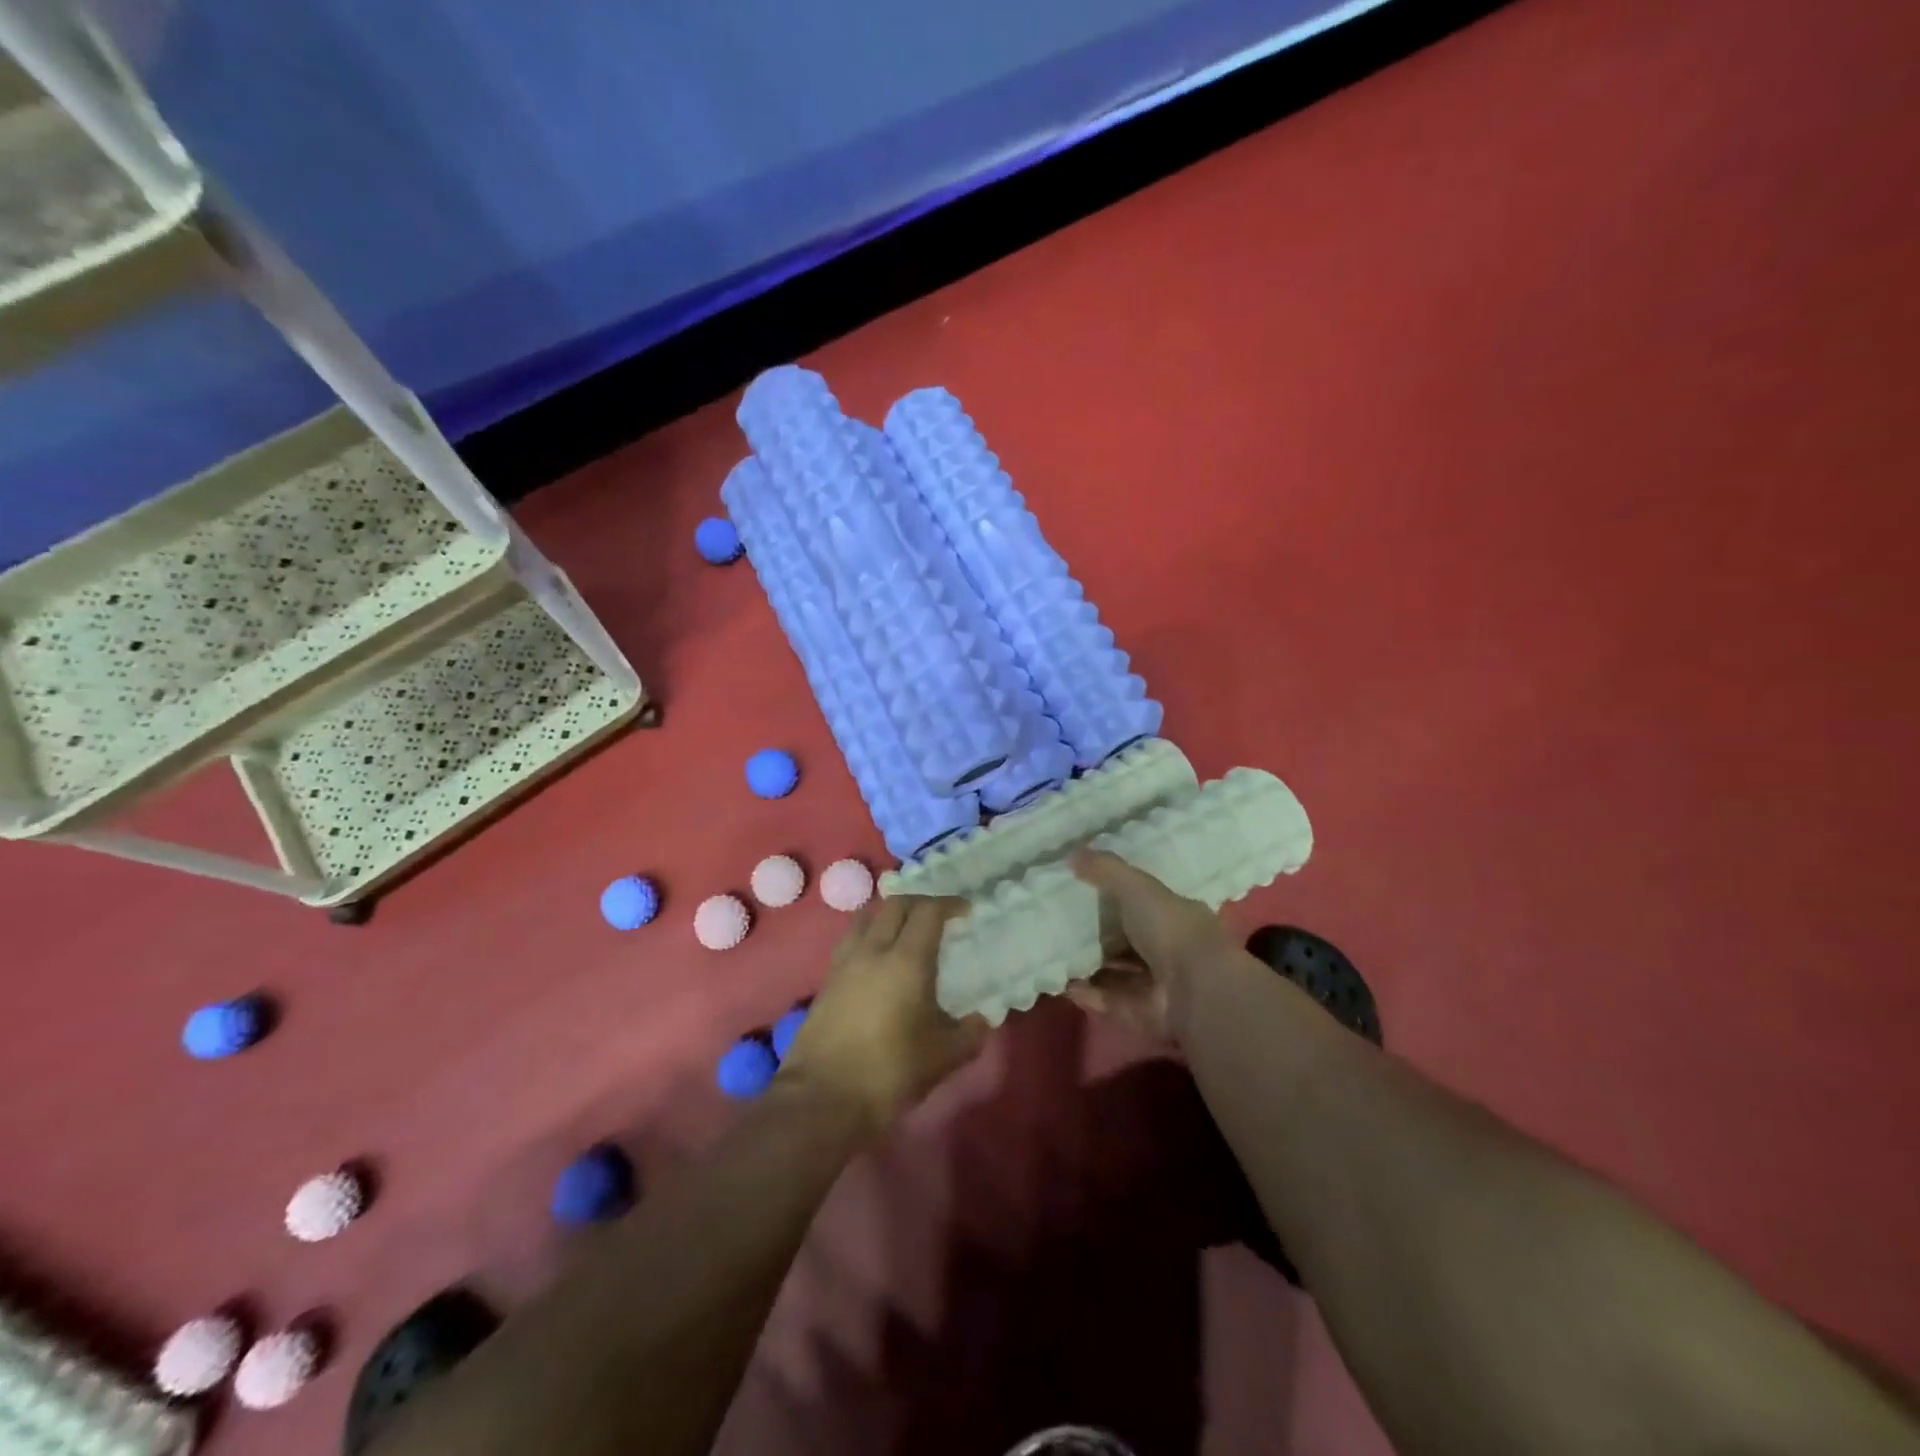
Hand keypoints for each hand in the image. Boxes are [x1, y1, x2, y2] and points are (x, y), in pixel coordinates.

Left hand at [777, 895, 987, 1136]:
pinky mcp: (826, 981)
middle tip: (938, 916)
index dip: (949, 904)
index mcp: (907, 960)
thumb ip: (969, 1034)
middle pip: (895, 905)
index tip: (965, 911)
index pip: (928, 912)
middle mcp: (873, 951)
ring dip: (889, 913)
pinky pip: (850, 940)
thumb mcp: (943, 1057)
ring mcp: (844, 963)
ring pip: (866, 917)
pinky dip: (868, 934)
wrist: (823, 1098)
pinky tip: (877, 957)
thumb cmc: (890, 1072)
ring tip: (904, 928)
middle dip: (920, 902)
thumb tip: (982, 1020)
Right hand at [1066, 849, 1236, 1039]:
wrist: (1194, 990)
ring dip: (1086, 964)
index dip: (1115, 898)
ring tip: (1048, 950)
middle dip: (1096, 934)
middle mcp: (1166, 950)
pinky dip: (1082, 992)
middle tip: (1056, 922)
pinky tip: (1056, 980)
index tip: (1081, 890)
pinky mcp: (1137, 1012)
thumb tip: (1072, 853)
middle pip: (1125, 940)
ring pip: (1113, 972)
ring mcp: (1153, 984)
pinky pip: (1104, 999)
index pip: (1143, 904)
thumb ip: (1105, 870)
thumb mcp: (1136, 886)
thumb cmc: (1170, 928)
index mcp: (1174, 916)